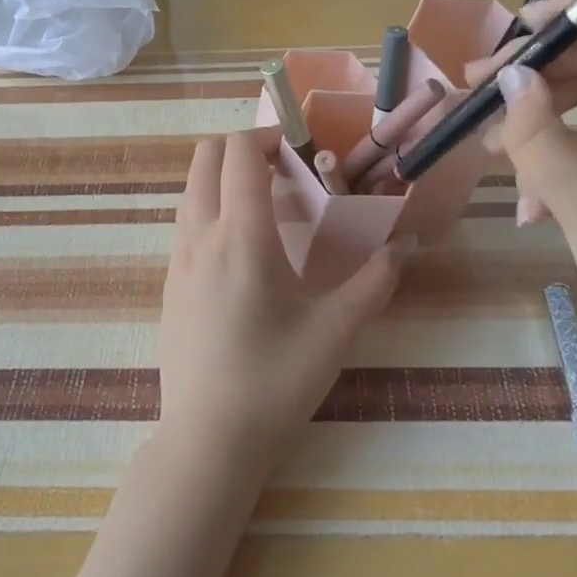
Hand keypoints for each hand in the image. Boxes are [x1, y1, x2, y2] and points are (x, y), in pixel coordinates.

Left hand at [158, 131, 412, 472]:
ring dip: (224, 178)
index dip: (268, 135)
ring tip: (267, 206)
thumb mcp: (336, 330)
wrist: (208, 441)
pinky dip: (211, 208)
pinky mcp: (169, 284)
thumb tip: (407, 243)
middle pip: (205, 157)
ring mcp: (177, 260)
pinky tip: (243, 249)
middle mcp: (200, 235)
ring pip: (191, 189)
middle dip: (242, 148)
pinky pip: (186, 222)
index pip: (239, 152)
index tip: (301, 149)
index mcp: (241, 235)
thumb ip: (376, 280)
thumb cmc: (275, 381)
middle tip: (284, 169)